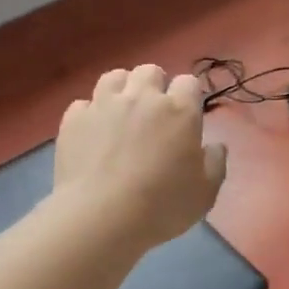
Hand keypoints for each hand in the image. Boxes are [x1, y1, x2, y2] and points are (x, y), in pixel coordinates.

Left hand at [54, 65, 228, 247]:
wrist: (101, 217)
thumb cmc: (162, 206)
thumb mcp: (205, 193)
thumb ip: (215, 163)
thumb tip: (214, 146)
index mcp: (179, 111)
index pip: (188, 82)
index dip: (188, 96)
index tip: (186, 117)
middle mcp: (141, 97)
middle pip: (150, 71)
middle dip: (154, 86)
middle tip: (153, 114)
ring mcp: (104, 105)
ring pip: (114, 77)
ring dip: (121, 90)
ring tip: (121, 114)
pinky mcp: (74, 119)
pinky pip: (83, 104)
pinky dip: (90, 114)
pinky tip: (92, 133)